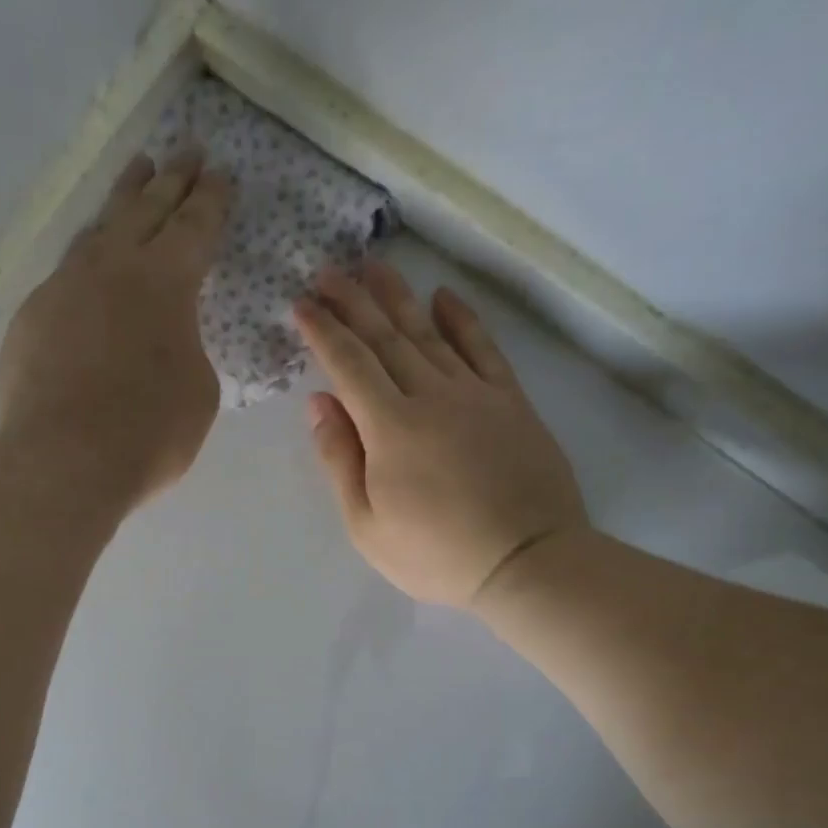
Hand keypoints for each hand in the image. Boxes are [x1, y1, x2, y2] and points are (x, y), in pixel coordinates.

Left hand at [0, 149, 232, 506]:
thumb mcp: (197, 393)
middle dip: (172, 180)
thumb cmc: (149, 432)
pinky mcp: (31, 318)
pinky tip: (89, 271)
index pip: (195, 227)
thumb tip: (163, 341)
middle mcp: (113, 269)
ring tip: (136, 176)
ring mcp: (64, 288)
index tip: (221, 174)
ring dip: (123, 201)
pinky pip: (66, 277)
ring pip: (99, 232)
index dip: (212, 201)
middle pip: (146, 210)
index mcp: (166, 283)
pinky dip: (87, 264)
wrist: (64, 461)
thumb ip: (187, 351)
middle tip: (187, 151)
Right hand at [295, 261, 589, 607]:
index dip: (323, 331)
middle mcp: (430, 395)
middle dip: (353, 301)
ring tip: (375, 267)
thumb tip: (319, 402)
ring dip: (399, 297)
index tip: (302, 304)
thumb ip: (340, 461)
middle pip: (385, 337)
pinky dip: (462, 319)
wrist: (525, 560)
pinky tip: (444, 297)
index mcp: (389, 428)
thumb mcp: (367, 526)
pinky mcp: (511, 400)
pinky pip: (483, 347)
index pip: (348, 364)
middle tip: (328, 270)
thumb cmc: (436, 555)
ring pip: (429, 332)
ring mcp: (475, 393)